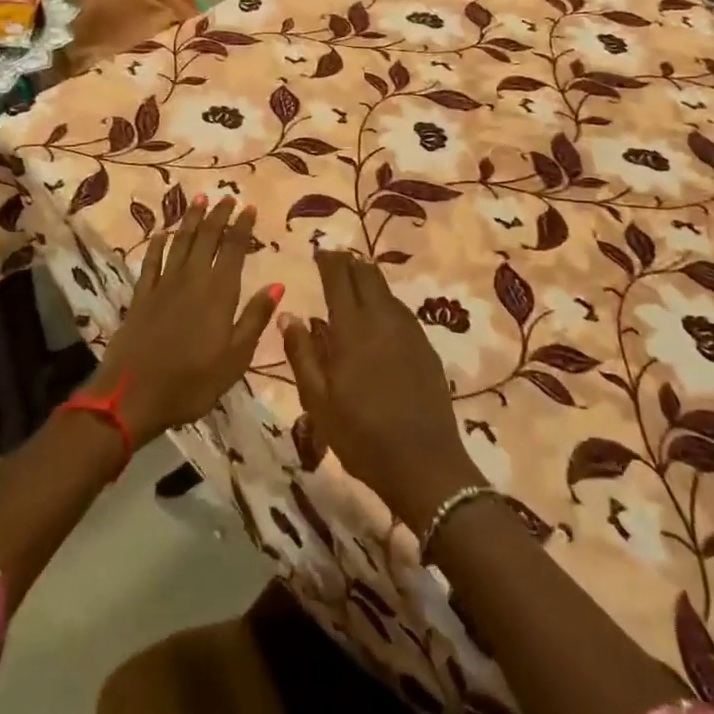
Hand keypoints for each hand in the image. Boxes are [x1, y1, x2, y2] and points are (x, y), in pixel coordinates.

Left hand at [90, 197, 280, 445]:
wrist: (132, 397)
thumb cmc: (192, 383)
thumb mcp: (235, 358)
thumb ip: (255, 318)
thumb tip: (277, 284)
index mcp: (219, 292)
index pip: (233, 249)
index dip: (242, 226)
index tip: (249, 207)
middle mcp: (192, 279)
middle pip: (207, 238)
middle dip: (218, 215)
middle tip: (226, 197)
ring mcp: (163, 285)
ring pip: (180, 243)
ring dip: (191, 220)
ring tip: (199, 199)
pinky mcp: (141, 296)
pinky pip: (151, 262)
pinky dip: (157, 245)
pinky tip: (161, 234)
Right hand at [281, 250, 479, 532]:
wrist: (424, 463)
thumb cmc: (361, 436)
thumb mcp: (317, 400)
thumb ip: (302, 353)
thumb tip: (288, 314)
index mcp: (351, 329)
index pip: (339, 278)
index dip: (328, 260)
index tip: (319, 251)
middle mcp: (382, 319)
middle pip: (367, 275)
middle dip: (350, 263)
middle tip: (336, 261)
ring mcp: (408, 331)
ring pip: (387, 291)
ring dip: (370, 280)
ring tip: (356, 281)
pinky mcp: (426, 347)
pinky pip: (401, 311)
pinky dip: (386, 301)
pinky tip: (380, 316)